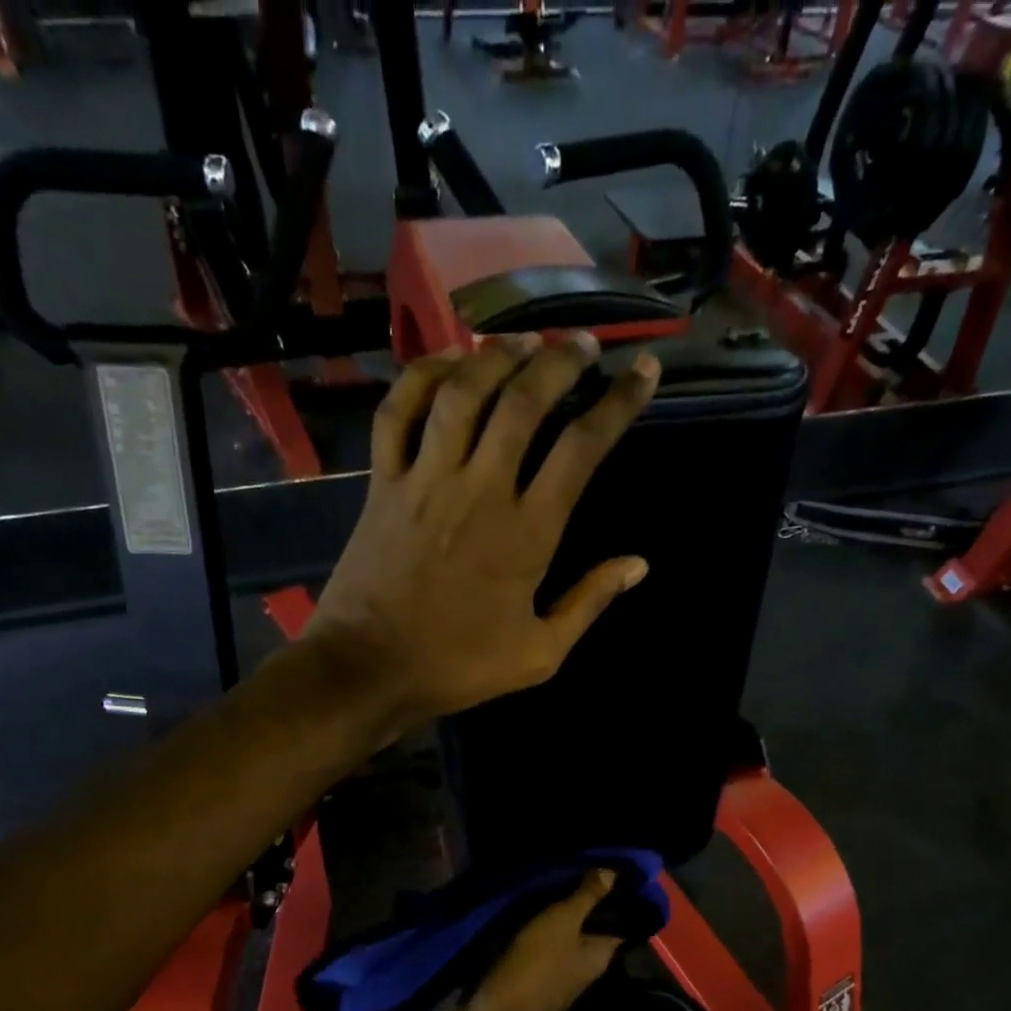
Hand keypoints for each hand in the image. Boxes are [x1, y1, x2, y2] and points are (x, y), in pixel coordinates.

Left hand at [306, 333, 659, 735]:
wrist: (368, 669)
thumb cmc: (458, 666)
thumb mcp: (540, 654)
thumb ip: (589, 602)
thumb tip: (639, 564)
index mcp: (527, 532)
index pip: (582, 448)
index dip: (618, 403)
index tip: (641, 371)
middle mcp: (480, 490)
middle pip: (525, 402)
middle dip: (560, 362)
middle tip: (581, 346)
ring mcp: (426, 479)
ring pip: (464, 393)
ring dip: (497, 355)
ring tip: (524, 341)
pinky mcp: (383, 482)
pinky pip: (400, 411)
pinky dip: (423, 376)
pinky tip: (449, 362)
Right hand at [440, 870, 621, 1010]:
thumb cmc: (535, 969)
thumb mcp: (563, 923)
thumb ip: (586, 897)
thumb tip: (613, 872)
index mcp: (597, 953)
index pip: (614, 918)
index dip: (611, 893)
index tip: (600, 863)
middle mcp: (577, 961)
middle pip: (580, 922)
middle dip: (571, 895)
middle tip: (560, 859)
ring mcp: (547, 969)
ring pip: (550, 930)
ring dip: (542, 908)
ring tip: (533, 871)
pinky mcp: (518, 972)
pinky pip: (524, 940)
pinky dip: (520, 923)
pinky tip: (511, 898)